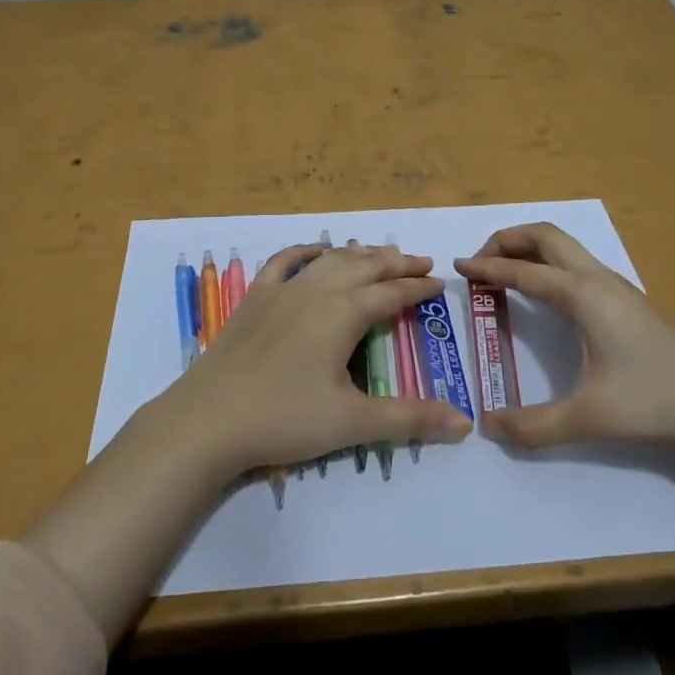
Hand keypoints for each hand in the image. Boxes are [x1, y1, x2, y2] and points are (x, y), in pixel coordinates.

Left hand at [153, 242, 473, 473]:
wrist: (209, 418)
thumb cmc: (284, 419)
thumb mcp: (353, 423)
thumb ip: (409, 419)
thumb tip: (465, 423)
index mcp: (343, 314)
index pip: (391, 293)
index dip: (418, 288)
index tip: (439, 282)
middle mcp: (317, 291)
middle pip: (364, 266)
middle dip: (396, 262)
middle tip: (420, 261)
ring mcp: (282, 290)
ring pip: (330, 260)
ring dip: (359, 254)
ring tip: (379, 254)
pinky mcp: (255, 297)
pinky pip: (285, 262)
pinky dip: (306, 251)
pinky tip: (317, 251)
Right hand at [455, 223, 674, 451]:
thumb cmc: (655, 401)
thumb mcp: (589, 418)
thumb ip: (534, 426)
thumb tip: (488, 427)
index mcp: (581, 295)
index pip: (522, 270)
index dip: (486, 268)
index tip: (457, 268)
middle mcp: (596, 278)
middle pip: (545, 235)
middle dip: (507, 239)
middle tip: (480, 262)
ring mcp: (616, 286)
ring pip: (565, 245)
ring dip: (530, 247)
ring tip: (505, 272)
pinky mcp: (628, 300)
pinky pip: (576, 262)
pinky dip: (548, 262)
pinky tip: (546, 294)